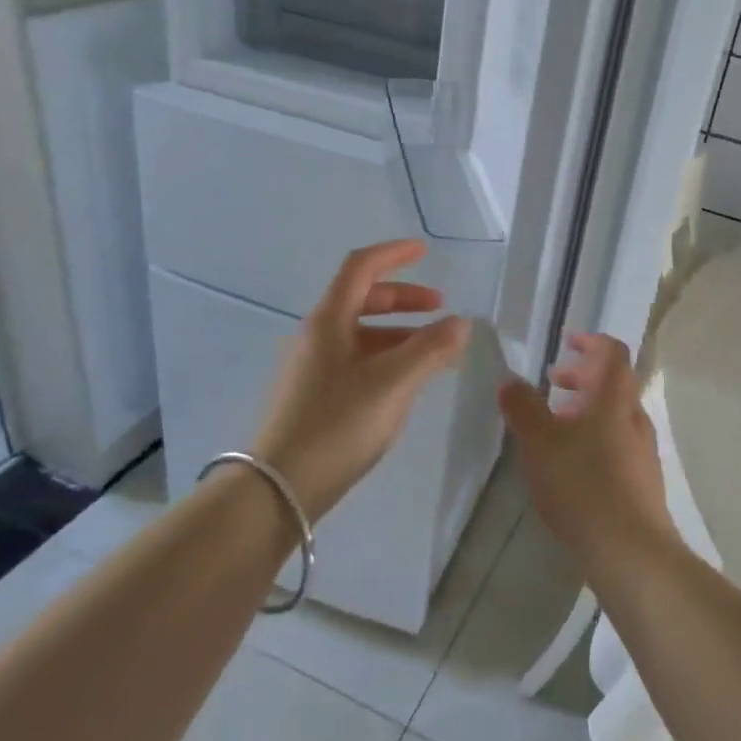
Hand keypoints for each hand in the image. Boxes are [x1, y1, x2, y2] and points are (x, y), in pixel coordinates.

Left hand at [250, 240, 469, 520]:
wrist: (278, 489)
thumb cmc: (336, 425)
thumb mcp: (392, 384)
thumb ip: (430, 349)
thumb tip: (461, 323)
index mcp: (329, 320)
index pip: (360, 267)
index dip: (393, 254)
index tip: (424, 251)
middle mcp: (318, 335)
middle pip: (363, 299)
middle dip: (404, 299)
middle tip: (441, 308)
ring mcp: (314, 367)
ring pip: (363, 334)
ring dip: (401, 333)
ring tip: (437, 352)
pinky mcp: (316, 395)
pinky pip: (358, 360)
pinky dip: (388, 358)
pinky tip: (408, 382)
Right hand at [497, 333, 676, 563]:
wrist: (630, 551)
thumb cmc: (582, 485)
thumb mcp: (540, 443)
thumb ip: (523, 407)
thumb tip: (509, 380)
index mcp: (614, 398)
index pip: (613, 352)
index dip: (591, 341)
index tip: (566, 342)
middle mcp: (634, 417)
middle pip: (614, 382)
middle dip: (582, 376)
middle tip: (551, 384)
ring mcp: (643, 450)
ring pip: (615, 415)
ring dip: (586, 409)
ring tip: (555, 424)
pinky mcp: (643, 480)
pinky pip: (618, 442)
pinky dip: (594, 436)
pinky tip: (571, 464)